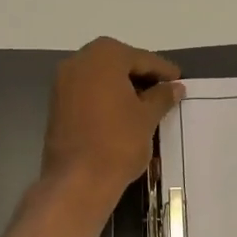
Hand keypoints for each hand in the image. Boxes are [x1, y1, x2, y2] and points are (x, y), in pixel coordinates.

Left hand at [40, 37, 181, 206]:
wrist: (78, 180)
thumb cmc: (119, 142)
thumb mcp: (147, 117)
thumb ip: (162, 96)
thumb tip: (175, 87)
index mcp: (104, 56)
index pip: (141, 58)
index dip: (163, 71)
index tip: (179, 81)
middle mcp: (79, 62)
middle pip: (118, 63)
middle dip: (141, 75)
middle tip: (164, 90)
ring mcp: (63, 83)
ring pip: (101, 77)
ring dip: (123, 86)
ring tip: (146, 103)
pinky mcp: (57, 104)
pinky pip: (88, 92)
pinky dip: (106, 97)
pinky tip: (124, 113)